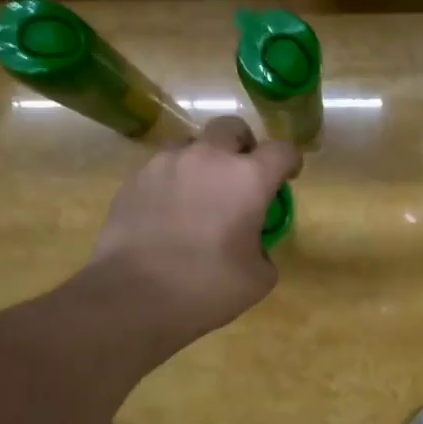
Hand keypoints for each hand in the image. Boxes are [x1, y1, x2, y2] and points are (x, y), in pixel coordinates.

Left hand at [91, 115, 301, 344]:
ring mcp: (166, 163)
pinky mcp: (135, 178)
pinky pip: (162, 167)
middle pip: (232, 128)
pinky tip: (168, 212)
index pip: (281, 150)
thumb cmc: (205, 287)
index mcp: (247, 178)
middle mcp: (208, 158)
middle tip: (241, 175)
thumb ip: (263, 251)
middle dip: (243, 146)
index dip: (290, 161)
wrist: (132, 295)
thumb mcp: (256, 279)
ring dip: (203, 160)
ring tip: (199, 193)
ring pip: (191, 143)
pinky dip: (172, 181)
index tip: (287, 177)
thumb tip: (253, 247)